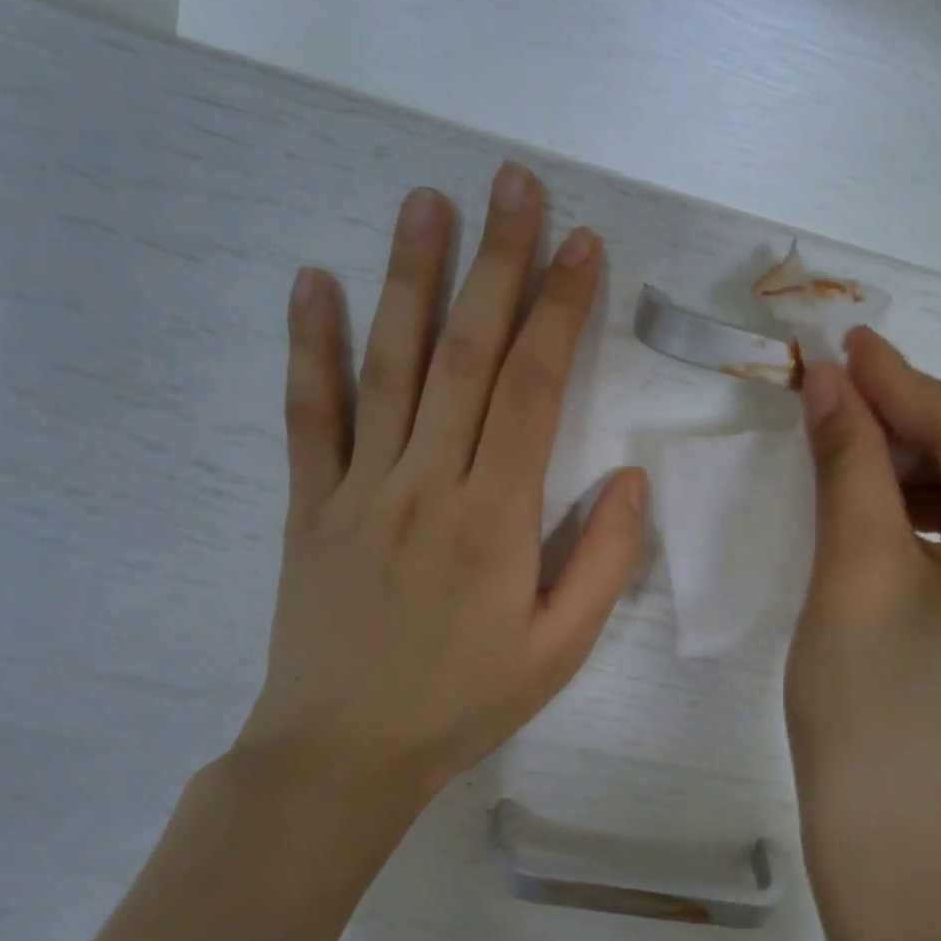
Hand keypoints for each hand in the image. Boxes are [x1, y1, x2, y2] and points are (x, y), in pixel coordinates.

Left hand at [230, 163, 648, 822]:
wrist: (339, 756)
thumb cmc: (463, 702)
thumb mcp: (561, 650)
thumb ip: (605, 561)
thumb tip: (632, 477)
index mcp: (495, 516)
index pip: (535, 388)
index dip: (562, 309)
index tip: (582, 244)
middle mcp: (426, 481)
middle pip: (466, 352)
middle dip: (497, 262)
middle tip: (513, 184)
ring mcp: (358, 486)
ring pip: (387, 364)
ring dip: (409, 275)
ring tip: (426, 202)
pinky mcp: (308, 501)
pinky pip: (308, 412)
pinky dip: (310, 344)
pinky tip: (314, 280)